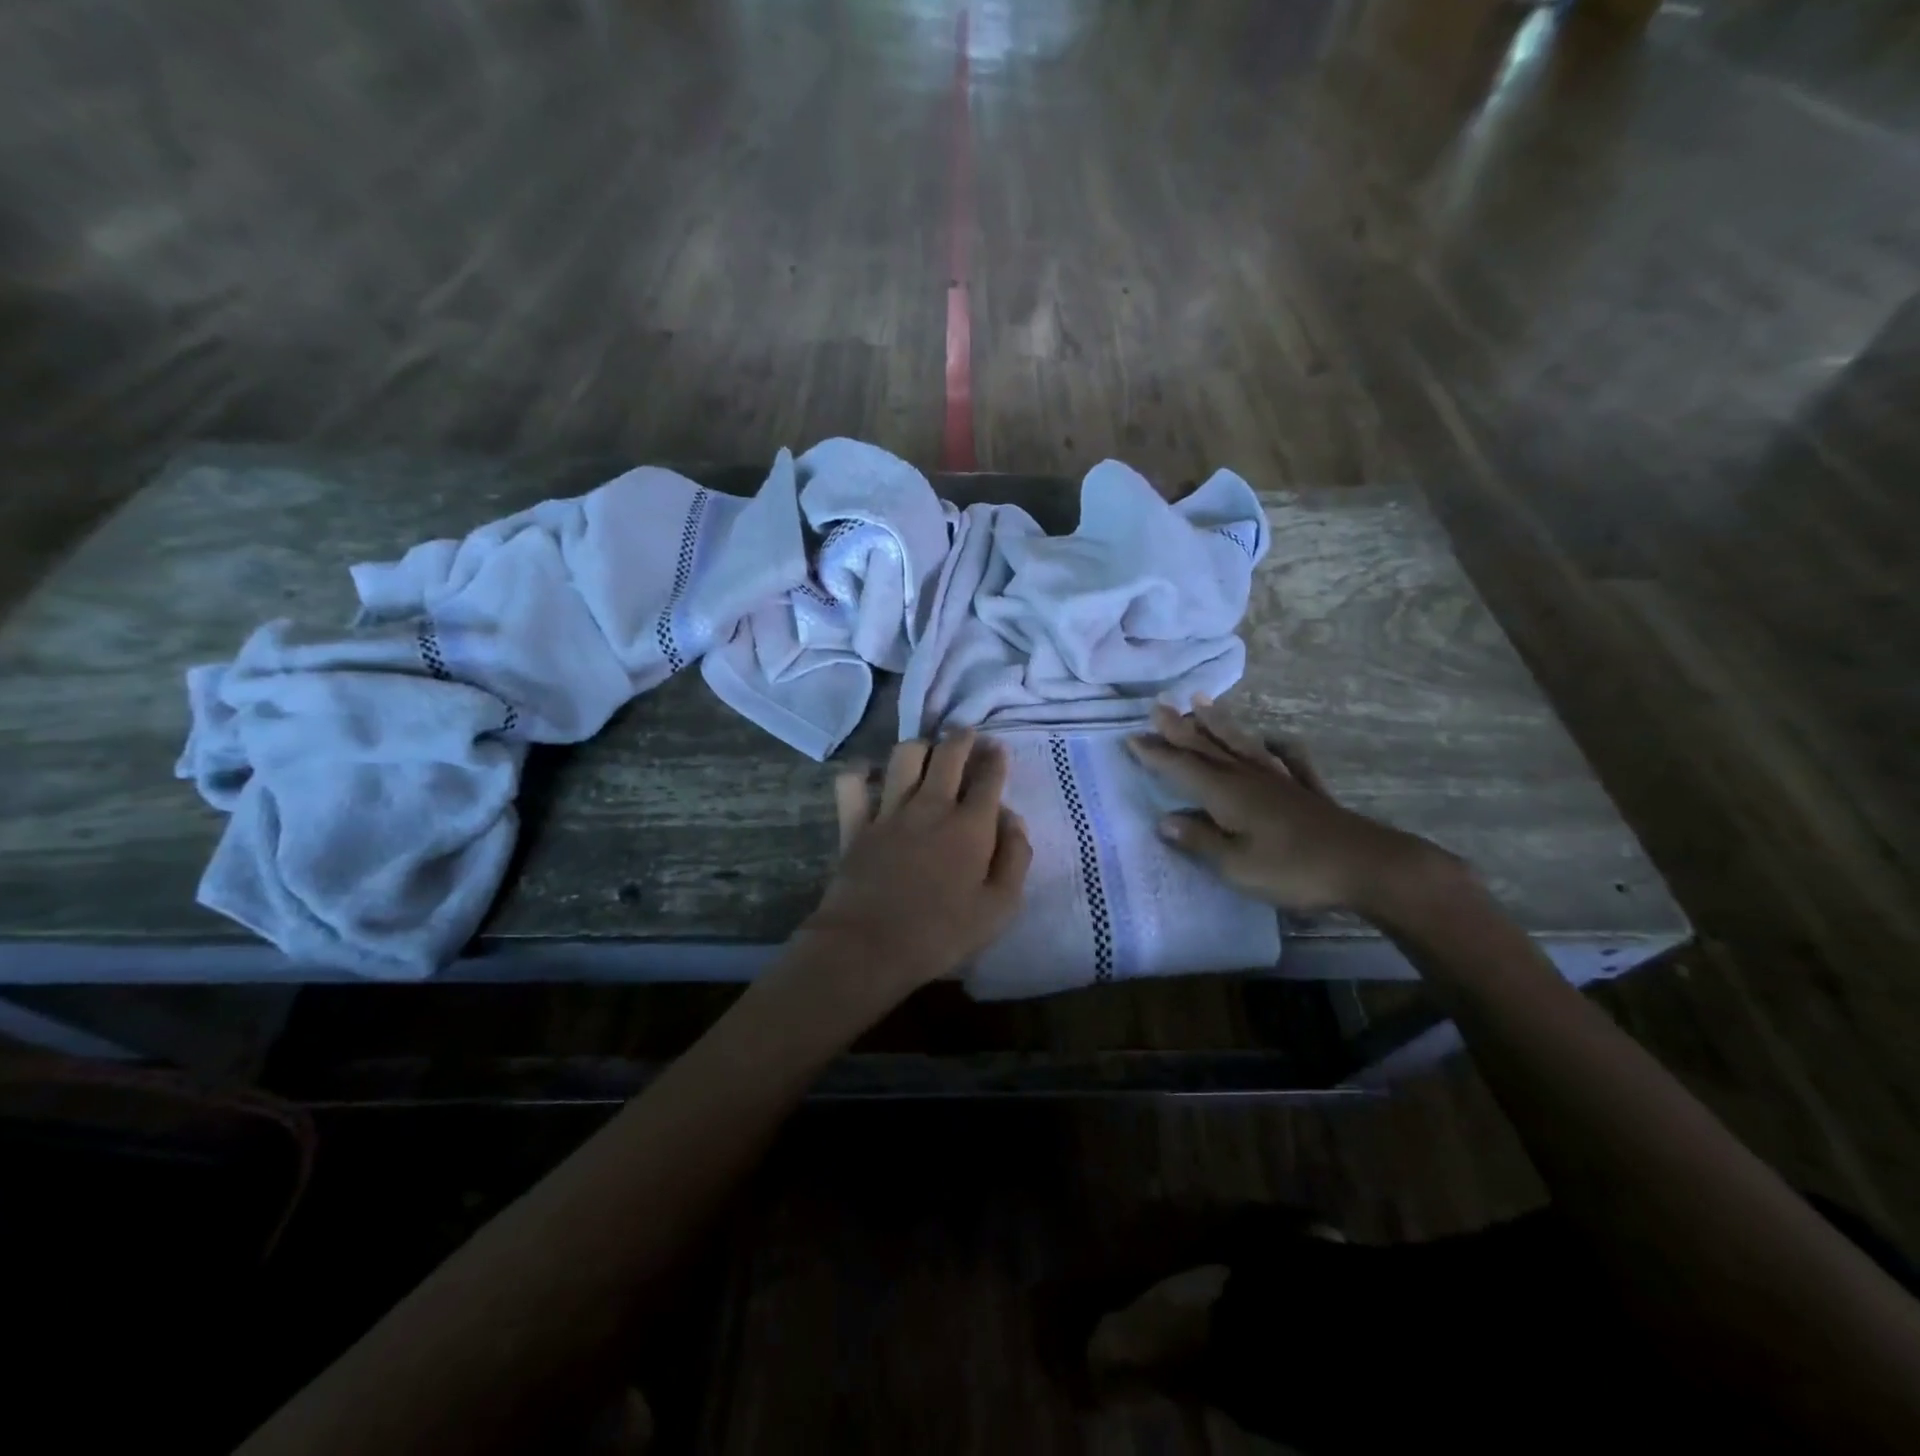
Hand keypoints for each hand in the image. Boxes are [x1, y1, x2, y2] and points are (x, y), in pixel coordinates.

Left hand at [801, 730, 1031, 996]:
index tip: (998, 749)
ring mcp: (889, 811)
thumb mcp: (999, 908)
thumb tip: (1013, 820)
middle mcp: (931, 806)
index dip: (996, 759)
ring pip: (905, 756)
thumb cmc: (941, 934)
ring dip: (920, 747)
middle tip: (967, 735)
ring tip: (927, 752)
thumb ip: (1015, 859)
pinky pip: (852, 784)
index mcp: (970, 826)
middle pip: (948, 754)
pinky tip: (869, 774)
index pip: (989, 778)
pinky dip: (860, 773)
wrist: (868, 947)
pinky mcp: (855, 823)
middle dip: (961, 738)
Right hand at [1126, 698, 1456, 915]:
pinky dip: (1276, 747)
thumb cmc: (1293, 869)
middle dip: (1180, 729)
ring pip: (1242, 745)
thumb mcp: (1236, 865)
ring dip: (1219, 724)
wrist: (1366, 866)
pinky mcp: (1306, 790)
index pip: (1182, 768)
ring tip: (1202, 703)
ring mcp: (1280, 780)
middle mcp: (1248, 778)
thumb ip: (1199, 841)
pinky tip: (1273, 740)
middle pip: (1208, 748)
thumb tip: (1163, 821)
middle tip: (1159, 706)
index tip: (1132, 738)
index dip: (1156, 754)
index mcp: (1226, 794)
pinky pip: (1287, 760)